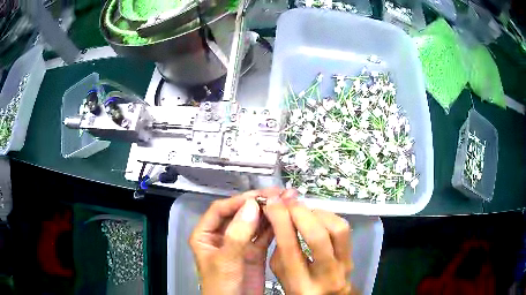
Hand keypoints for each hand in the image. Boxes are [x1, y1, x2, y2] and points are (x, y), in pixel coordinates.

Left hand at [189, 188, 278, 294]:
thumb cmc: (221, 287)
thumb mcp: (225, 261)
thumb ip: (237, 235)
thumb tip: (251, 205)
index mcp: (206, 235)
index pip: (221, 209)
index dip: (239, 201)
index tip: (259, 196)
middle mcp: (223, 236)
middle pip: (240, 213)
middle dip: (259, 203)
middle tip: (279, 193)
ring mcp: (240, 244)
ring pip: (254, 223)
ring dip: (269, 212)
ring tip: (287, 200)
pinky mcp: (254, 252)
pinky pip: (264, 236)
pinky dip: (274, 227)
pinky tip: (284, 218)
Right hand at [264, 189, 353, 294]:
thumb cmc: (300, 290)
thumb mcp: (281, 276)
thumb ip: (278, 250)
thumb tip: (280, 216)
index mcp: (300, 285)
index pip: (289, 247)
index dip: (280, 219)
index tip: (272, 202)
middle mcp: (325, 277)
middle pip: (317, 236)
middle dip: (300, 213)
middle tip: (287, 201)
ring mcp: (344, 266)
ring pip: (337, 229)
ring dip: (317, 213)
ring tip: (303, 210)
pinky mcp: (353, 256)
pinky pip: (344, 230)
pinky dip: (328, 217)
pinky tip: (317, 217)